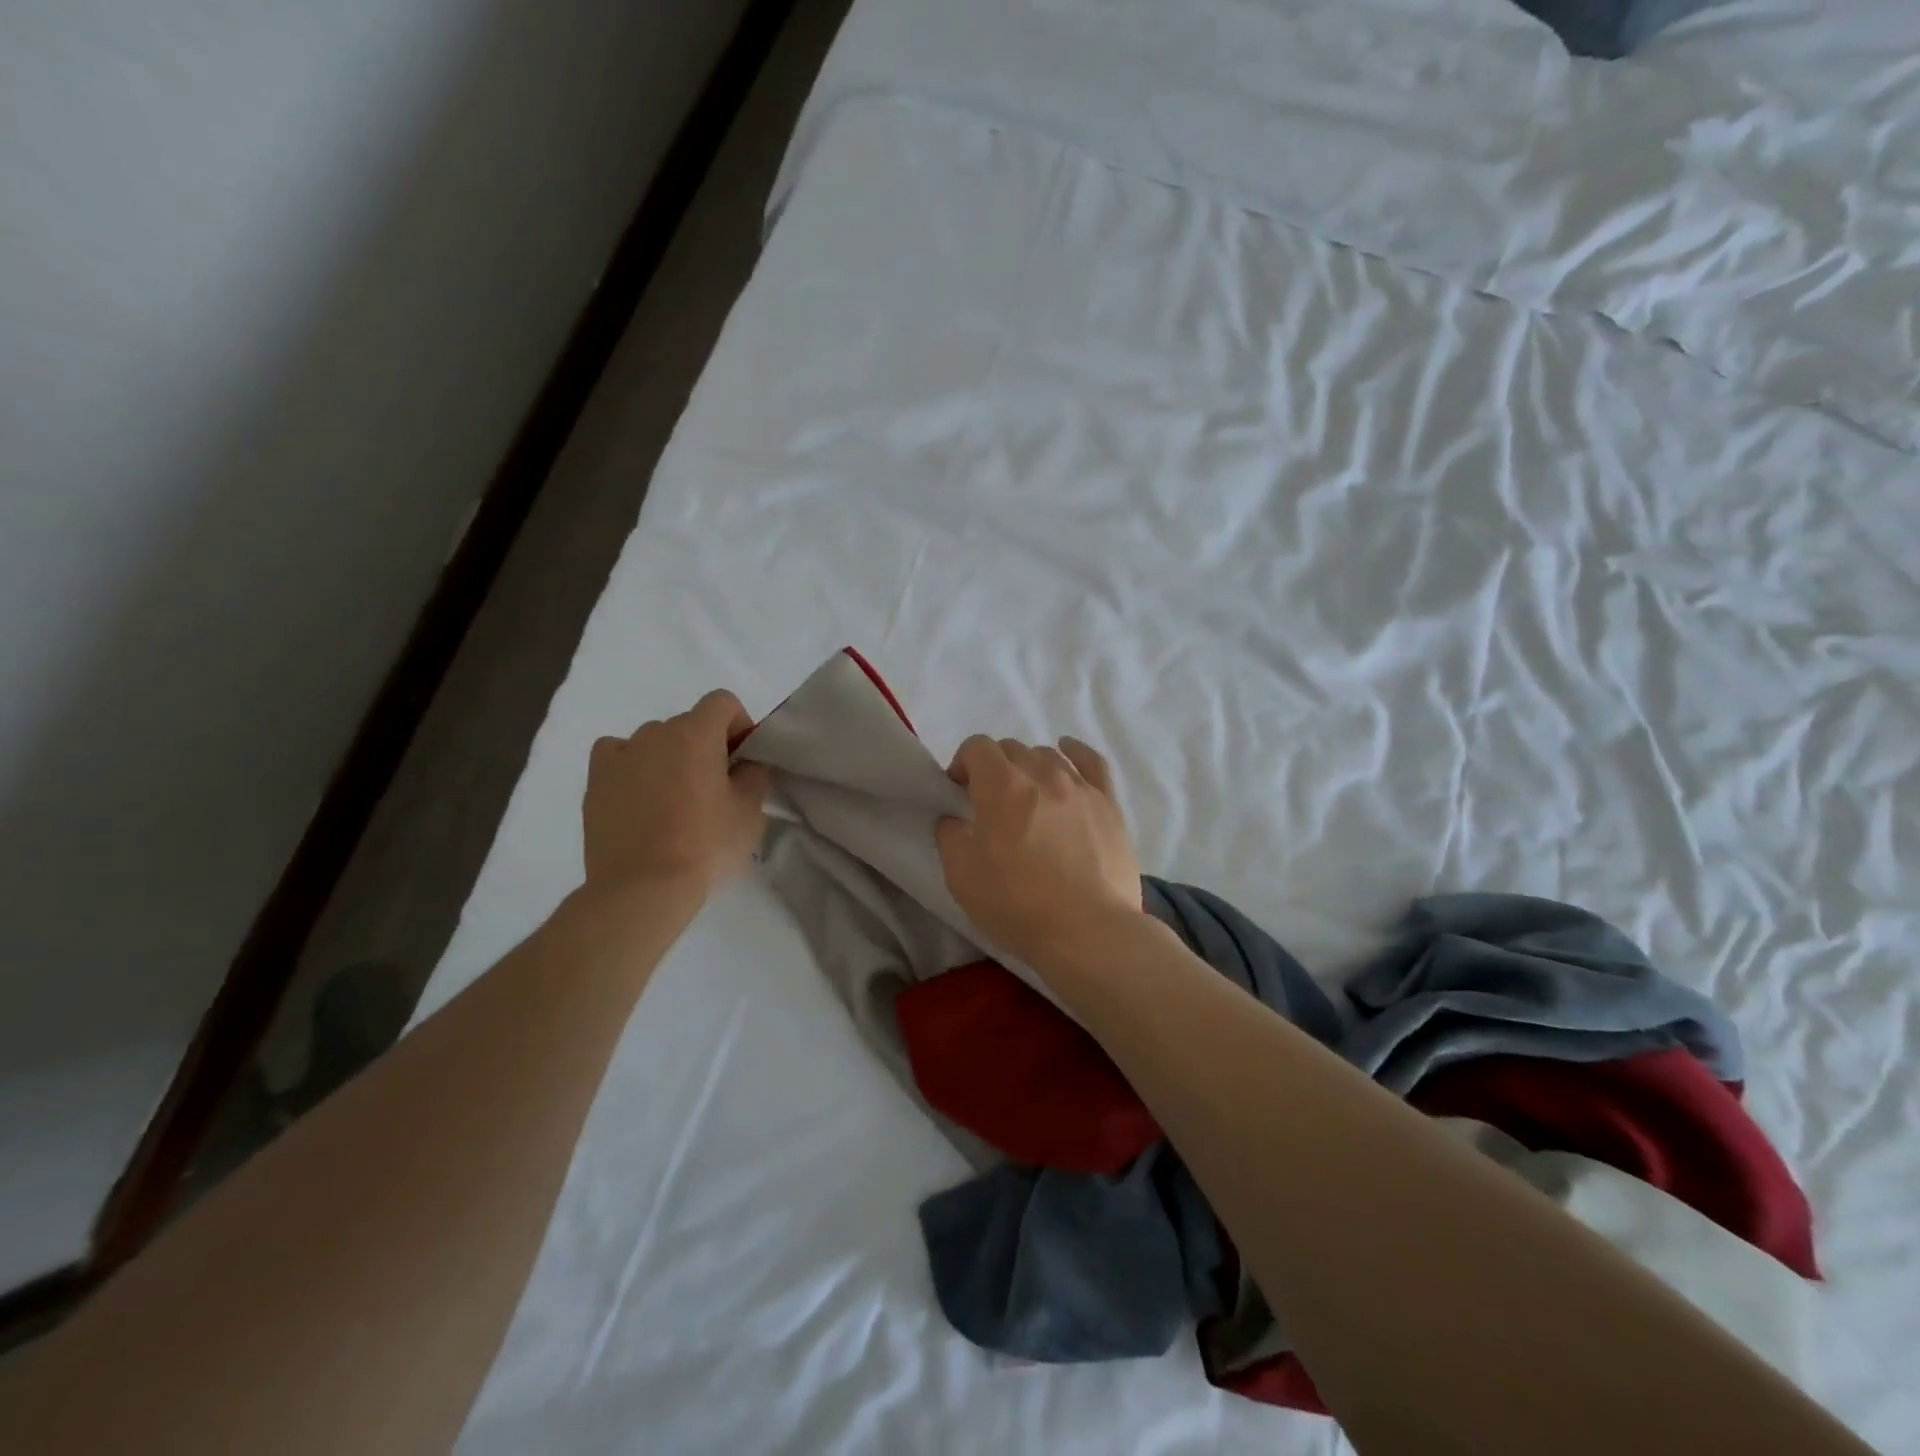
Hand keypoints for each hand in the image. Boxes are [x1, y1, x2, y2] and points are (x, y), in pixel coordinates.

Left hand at [583, 690, 771, 896]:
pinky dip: (633, 765)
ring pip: (654, 740)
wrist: (642, 888)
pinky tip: (640, 794)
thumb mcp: (750, 811)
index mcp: (696, 733)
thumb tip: (745, 764)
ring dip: (670, 756)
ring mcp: (620, 754)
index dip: (739, 724)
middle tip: (715, 786)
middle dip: (706, 745)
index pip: (722, 702)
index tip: (743, 759)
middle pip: (689, 723)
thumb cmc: (705, 846)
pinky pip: (618, 755)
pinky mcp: (595, 780)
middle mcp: (655, 732)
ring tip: (674, 798)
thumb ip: (754, 775)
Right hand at [935, 735, 1143, 968]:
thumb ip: (949, 838)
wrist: (1087, 931)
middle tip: (990, 803)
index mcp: (1001, 786)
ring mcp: (1080, 786)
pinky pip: (1092, 762)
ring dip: (1029, 767)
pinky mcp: (1109, 804)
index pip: (977, 747)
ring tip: (1028, 797)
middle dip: (994, 767)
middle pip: (1012, 749)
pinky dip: (1076, 753)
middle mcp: (1042, 774)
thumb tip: (953, 819)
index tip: (959, 791)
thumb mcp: (961, 877)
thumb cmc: (1017, 904)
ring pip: (1048, 755)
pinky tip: (1068, 754)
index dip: (962, 763)